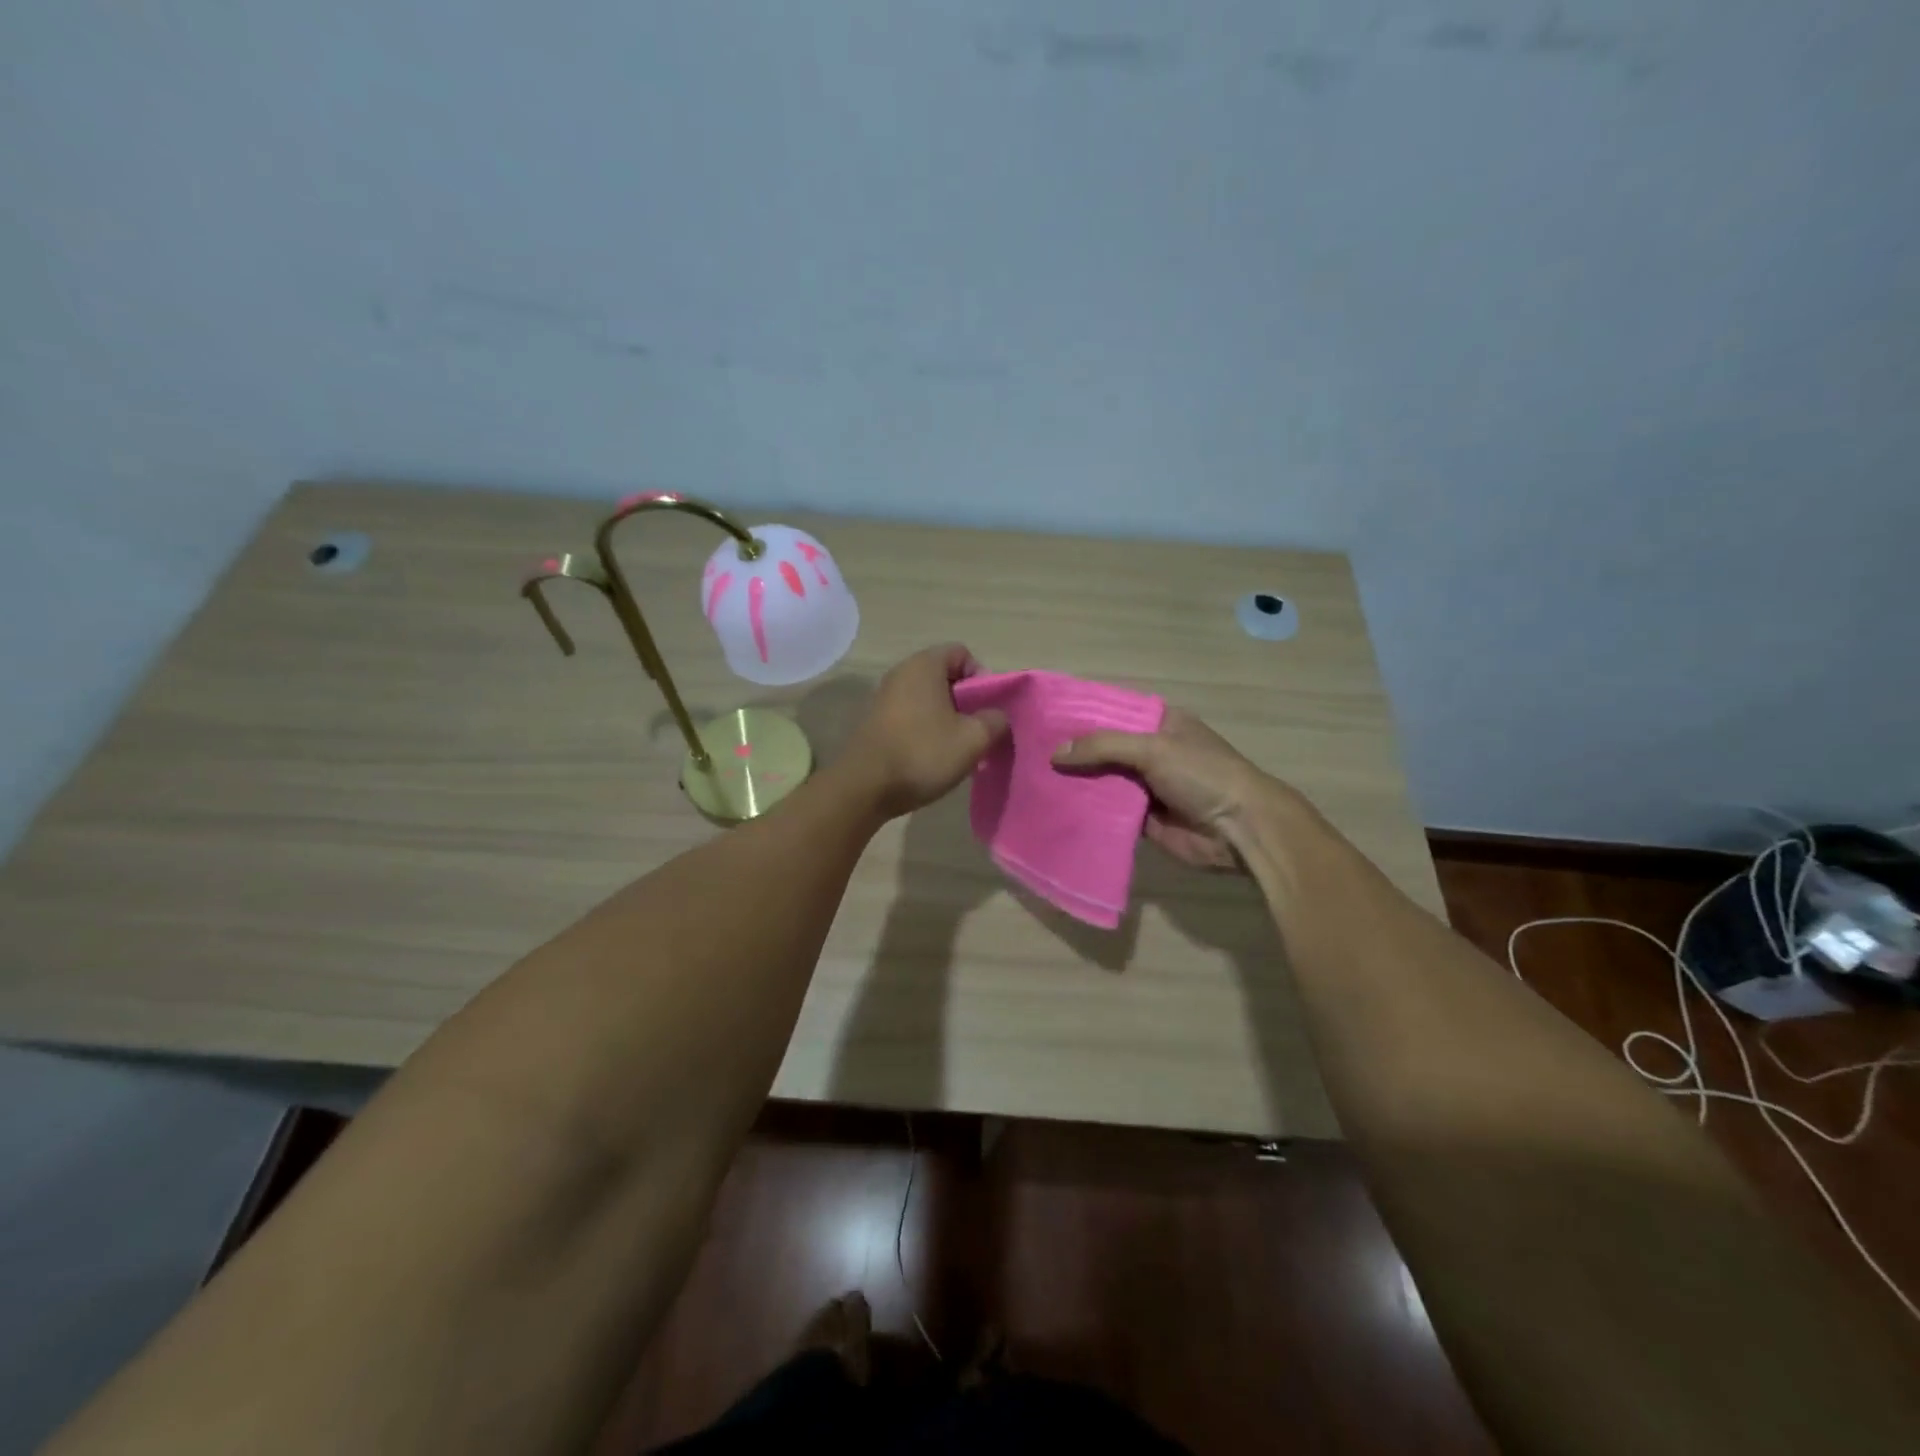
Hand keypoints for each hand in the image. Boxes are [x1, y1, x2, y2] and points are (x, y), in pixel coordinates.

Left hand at [844, 644, 1008, 818]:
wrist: (865, 787)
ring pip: (928, 700)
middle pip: (945, 677)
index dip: (982, 677)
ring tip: (957, 748)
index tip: (987, 708)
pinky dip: (926, 730)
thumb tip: (996, 717)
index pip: (962, 654)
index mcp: (924, 665)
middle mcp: (901, 673)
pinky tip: (933, 757)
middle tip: (977, 731)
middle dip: (966, 702)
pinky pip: (911, 716)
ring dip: (947, 719)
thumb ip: (995, 721)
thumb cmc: (923, 753)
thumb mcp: (973, 739)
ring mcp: (884, 698)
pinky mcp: (876, 723)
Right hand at [1053, 708, 1299, 870]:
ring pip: (1103, 781)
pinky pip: (1108, 812)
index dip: (1082, 715)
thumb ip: (1103, 747)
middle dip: (1073, 752)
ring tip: (1033, 779)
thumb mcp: (1153, 748)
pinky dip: (1088, 811)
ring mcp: (1147, 786)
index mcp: (1161, 724)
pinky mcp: (1143, 820)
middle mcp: (1152, 752)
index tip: (1045, 717)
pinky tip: (1055, 808)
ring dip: (1076, 783)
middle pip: (1104, 749)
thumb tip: (1055, 753)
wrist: (1239, 829)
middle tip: (1029, 751)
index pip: (1114, 713)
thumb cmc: (1202, 774)